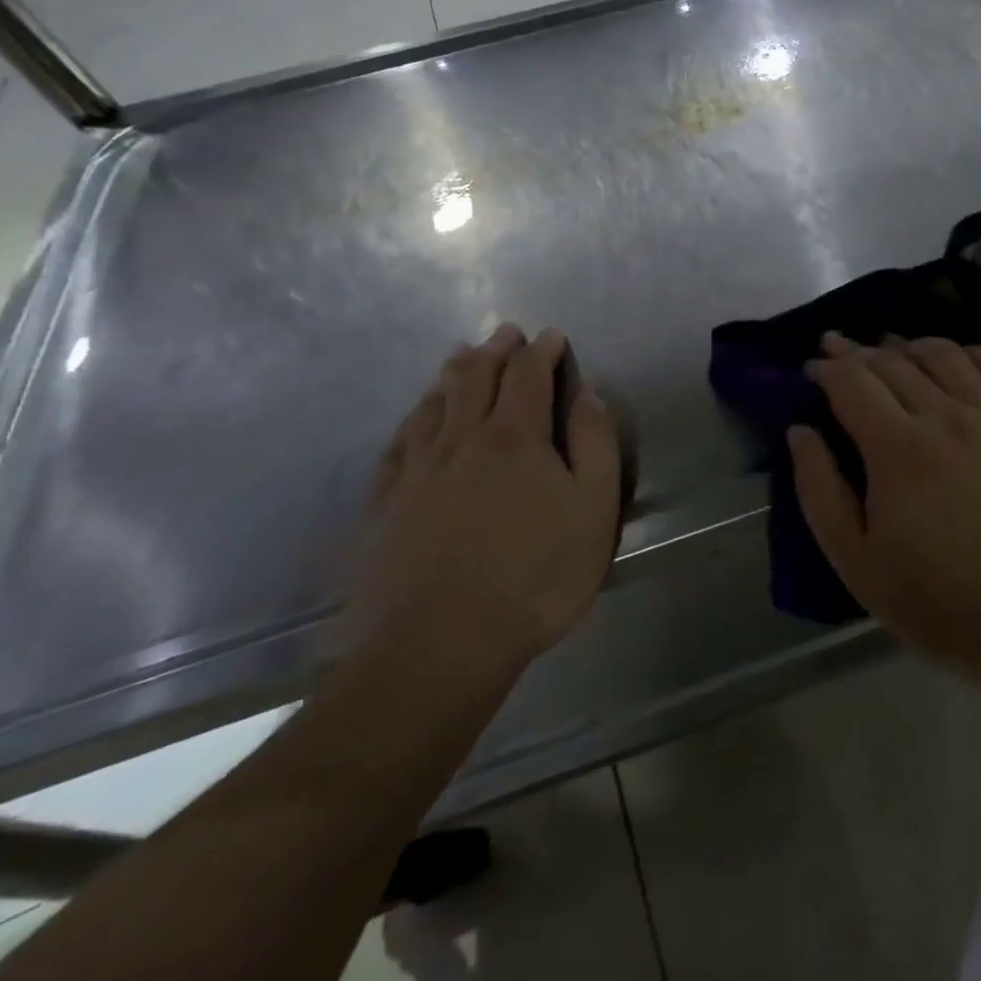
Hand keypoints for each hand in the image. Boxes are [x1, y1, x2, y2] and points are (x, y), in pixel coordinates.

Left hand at [343, 326, 621, 710]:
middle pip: (475, 378)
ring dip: (452, 374)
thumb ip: (595, 443)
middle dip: (495, 350)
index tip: (551, 337)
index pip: (528, 375)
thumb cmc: (535, 577)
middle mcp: (462, 440)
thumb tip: (587, 393)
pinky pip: (398, 443)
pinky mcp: (385, 505)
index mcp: (515, 437)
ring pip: (433, 404)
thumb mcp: (594, 509)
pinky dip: (413, 417)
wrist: (437, 646)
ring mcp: (417, 471)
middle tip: (505, 333)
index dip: (541, 351)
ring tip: (461, 357)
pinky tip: (416, 417)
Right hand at [789, 334, 980, 684]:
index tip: (812, 368)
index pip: (852, 382)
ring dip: (909, 345)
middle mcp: (947, 417)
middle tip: (839, 348)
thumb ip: (819, 490)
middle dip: (858, 351)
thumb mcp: (856, 562)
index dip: (827, 368)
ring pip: (945, 355)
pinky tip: (958, 357)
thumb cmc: (938, 601)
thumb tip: (799, 431)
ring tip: (892, 349)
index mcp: (898, 449)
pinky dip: (973, 353)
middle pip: (893, 362)